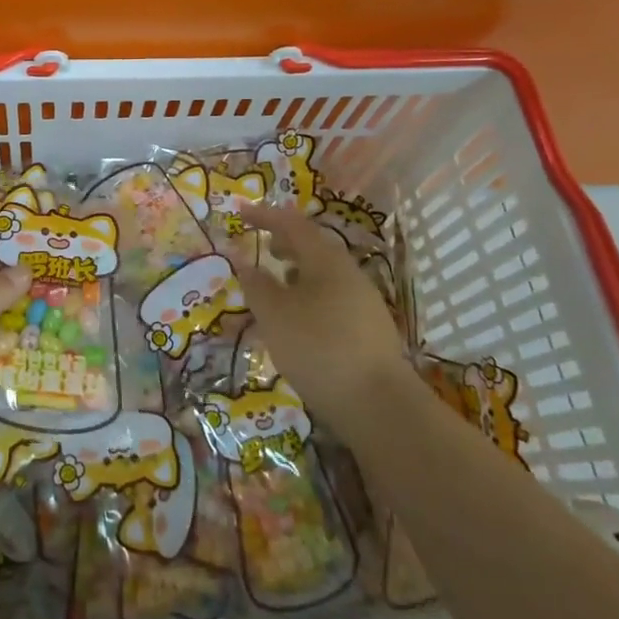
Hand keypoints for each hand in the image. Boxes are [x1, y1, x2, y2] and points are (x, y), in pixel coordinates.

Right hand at [230, 204, 412, 408]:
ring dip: (297, 271)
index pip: (293, 224)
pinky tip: (298, 320)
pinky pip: (332, 298)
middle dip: (286, 242)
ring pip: (324, 274)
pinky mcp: (368, 330)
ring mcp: (364, 302)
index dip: (265, 215)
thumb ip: (256, 284)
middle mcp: (349, 274)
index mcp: (327, 261)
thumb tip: (243, 260)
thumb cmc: (318, 348)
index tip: (240, 213)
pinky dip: (309, 295)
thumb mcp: (274, 314)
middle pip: (314, 247)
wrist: (378, 405)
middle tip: (262, 245)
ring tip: (276, 284)